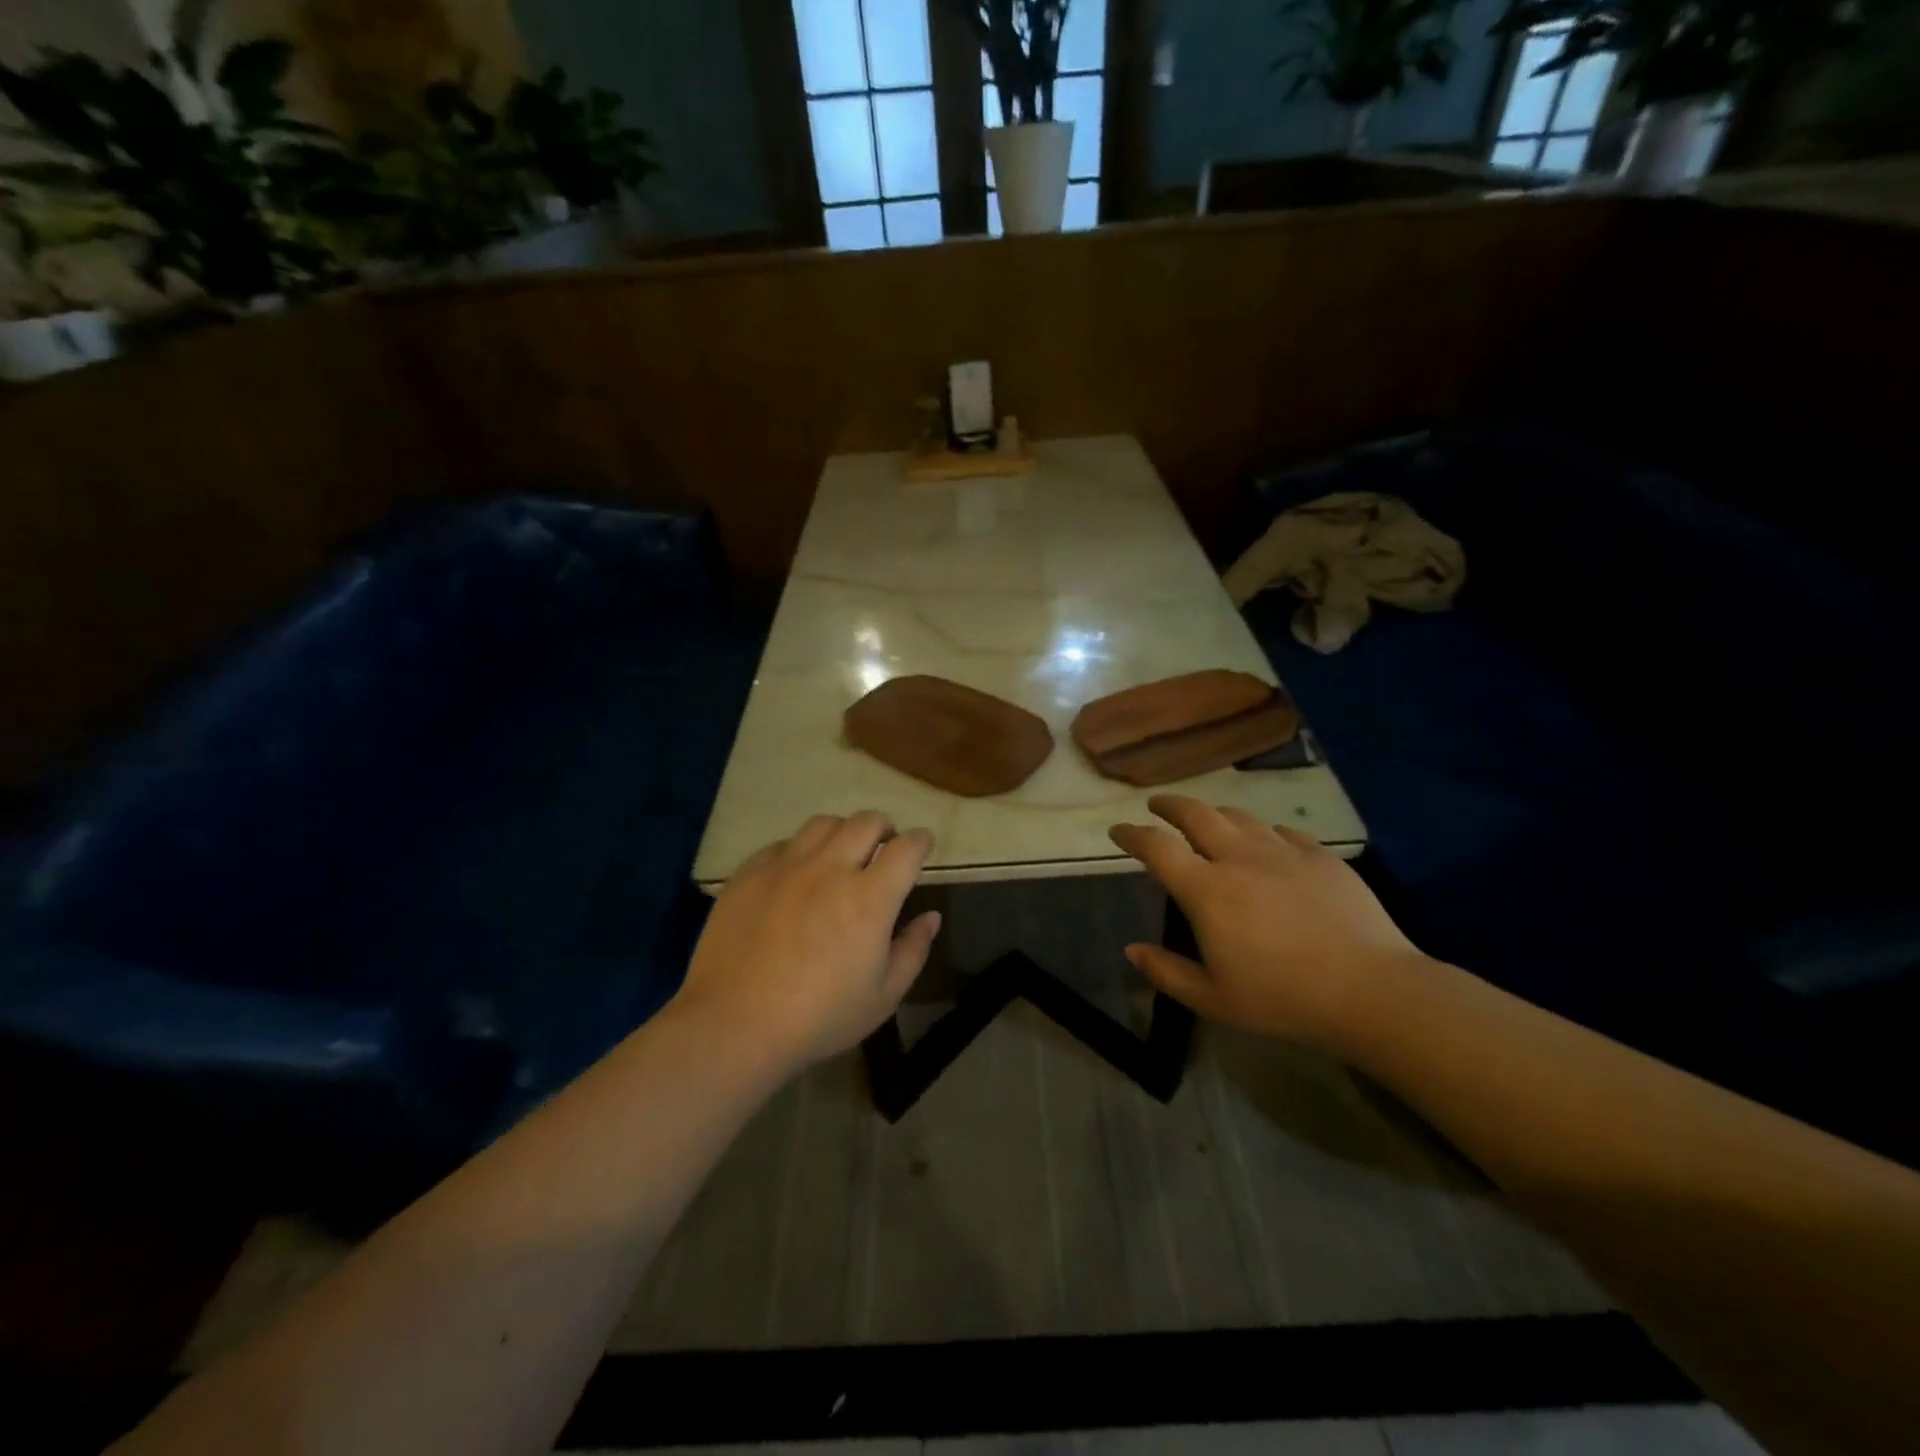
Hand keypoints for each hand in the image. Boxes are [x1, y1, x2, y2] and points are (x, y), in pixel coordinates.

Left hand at [675, 812, 940, 1072]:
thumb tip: (931, 917)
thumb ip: (913, 950)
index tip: (921, 845)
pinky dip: (800, 851)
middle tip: (884, 847)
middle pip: (866, 822)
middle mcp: (830, 869)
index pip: (906, 848)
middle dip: (884, 827)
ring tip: (840, 855)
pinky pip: (782, 844)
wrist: (734, 1026)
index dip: (920, 841)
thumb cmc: (819, 1018)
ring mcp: (786, 867)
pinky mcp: (749, 874)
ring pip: (823, 824)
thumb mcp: (883, 996)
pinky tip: (796, 875)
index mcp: (870, 898)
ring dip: (842, 833)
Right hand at [1108, 795, 1425, 1044]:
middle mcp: (1239, 858)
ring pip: (1239, 816)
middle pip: (1196, 813)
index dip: (1131, 834)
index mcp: (1207, 890)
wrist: (1372, 991)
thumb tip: (1132, 949)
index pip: (1156, 847)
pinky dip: (1262, 832)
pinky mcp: (1320, 856)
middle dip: (1170, 805)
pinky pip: (1282, 832)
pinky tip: (1266, 844)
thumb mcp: (1214, 999)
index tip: (1118, 831)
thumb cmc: (1284, 1000)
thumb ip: (1166, 972)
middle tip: (1157, 806)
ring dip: (1214, 813)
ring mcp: (1283, 852)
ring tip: (1207, 819)